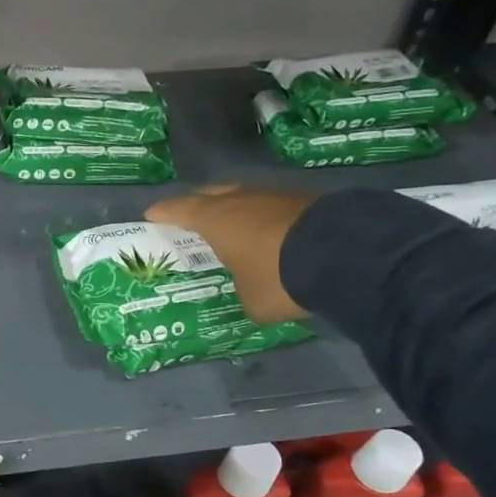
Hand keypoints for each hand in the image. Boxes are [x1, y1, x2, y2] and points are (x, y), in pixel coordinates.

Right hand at [145, 186, 317, 322]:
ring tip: (231, 222)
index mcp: (216, 219)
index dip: (164, 213)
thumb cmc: (279, 278)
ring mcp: (276, 196)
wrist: (344, 255)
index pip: (180, 210)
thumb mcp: (252, 301)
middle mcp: (241, 200)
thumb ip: (243, 292)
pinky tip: (271, 230)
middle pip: (211, 195)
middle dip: (198, 204)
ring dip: (236, 209)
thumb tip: (249, 292)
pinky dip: (266, 217)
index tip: (151, 215)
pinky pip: (274, 206)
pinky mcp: (307, 200)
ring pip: (246, 197)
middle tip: (189, 214)